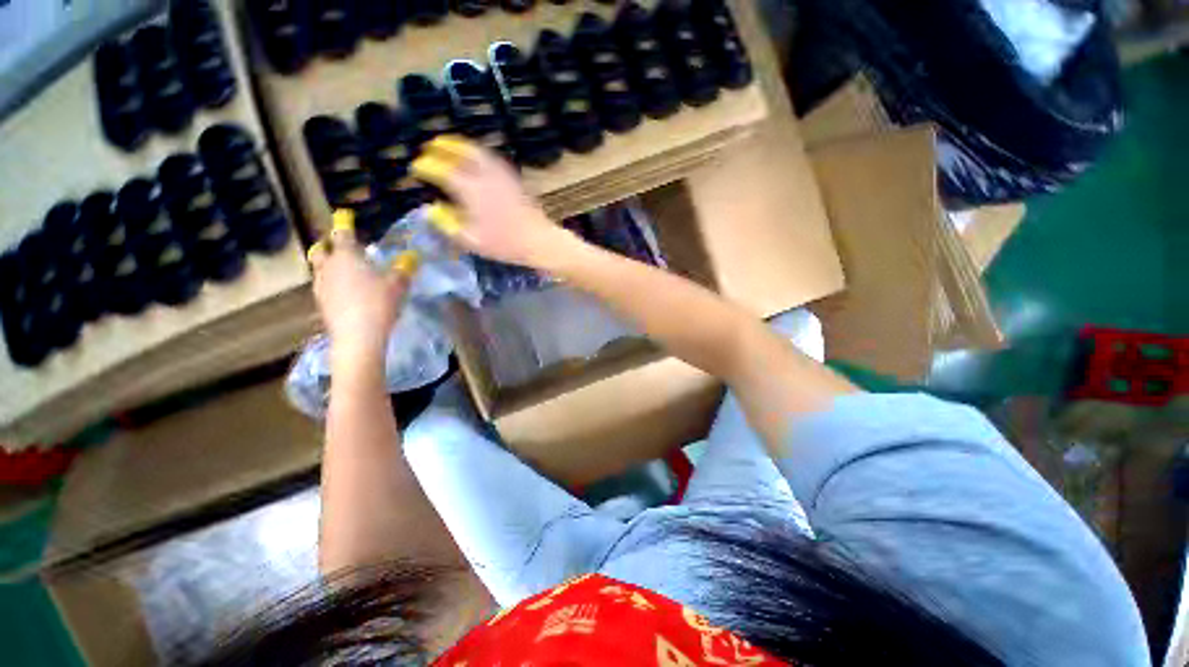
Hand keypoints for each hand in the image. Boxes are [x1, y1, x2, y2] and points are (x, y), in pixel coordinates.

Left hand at [308, 218, 410, 365]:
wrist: (358, 336)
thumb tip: (412, 256)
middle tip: (337, 245)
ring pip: (319, 269)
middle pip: (321, 250)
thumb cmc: (378, 303)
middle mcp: (329, 268)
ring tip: (341, 269)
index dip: (344, 224)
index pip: (342, 235)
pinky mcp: (321, 303)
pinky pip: (323, 285)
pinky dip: (330, 282)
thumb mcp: (397, 285)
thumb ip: (404, 269)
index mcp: (347, 257)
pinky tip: (343, 291)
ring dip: (327, 264)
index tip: (344, 215)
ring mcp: (322, 286)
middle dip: (328, 245)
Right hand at [410, 135, 578, 268]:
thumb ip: (447, 223)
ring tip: (448, 145)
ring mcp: (501, 174)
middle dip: (441, 146)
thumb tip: (430, 209)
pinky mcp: (513, 178)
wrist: (539, 240)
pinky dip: (478, 152)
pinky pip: (492, 158)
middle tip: (429, 147)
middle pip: (459, 152)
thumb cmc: (505, 244)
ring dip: (459, 145)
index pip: (441, 170)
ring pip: (477, 151)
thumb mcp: (471, 240)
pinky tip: (476, 158)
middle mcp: (484, 175)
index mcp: (470, 189)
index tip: (416, 168)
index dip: (426, 167)